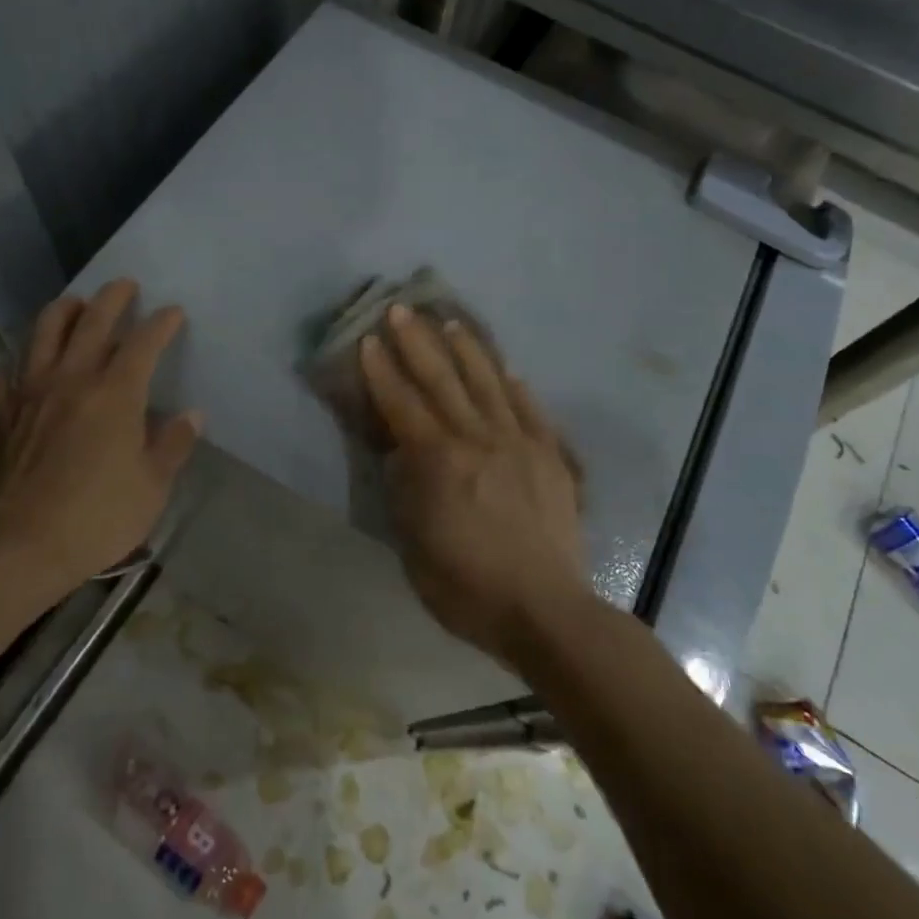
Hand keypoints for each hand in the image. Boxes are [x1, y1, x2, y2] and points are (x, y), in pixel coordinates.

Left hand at [0, 279, 200, 594]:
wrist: (20, 546)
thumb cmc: (98, 516)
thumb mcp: (153, 486)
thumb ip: (173, 444)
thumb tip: (191, 415)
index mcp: (116, 393)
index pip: (143, 342)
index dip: (161, 323)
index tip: (173, 312)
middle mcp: (71, 379)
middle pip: (92, 321)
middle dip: (112, 298)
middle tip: (125, 284)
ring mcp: (28, 392)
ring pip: (43, 333)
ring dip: (62, 311)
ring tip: (74, 303)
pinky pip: (2, 374)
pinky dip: (15, 363)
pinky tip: (19, 367)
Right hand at [359, 304, 587, 668]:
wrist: (546, 610)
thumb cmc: (468, 587)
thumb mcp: (414, 546)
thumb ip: (405, 492)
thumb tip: (401, 454)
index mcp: (439, 461)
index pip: (403, 404)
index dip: (382, 371)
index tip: (368, 340)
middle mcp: (478, 439)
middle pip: (443, 380)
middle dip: (418, 343)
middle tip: (401, 309)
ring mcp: (519, 443)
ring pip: (489, 384)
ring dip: (467, 350)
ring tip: (451, 323)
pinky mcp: (550, 456)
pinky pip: (530, 410)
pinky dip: (515, 387)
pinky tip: (508, 371)